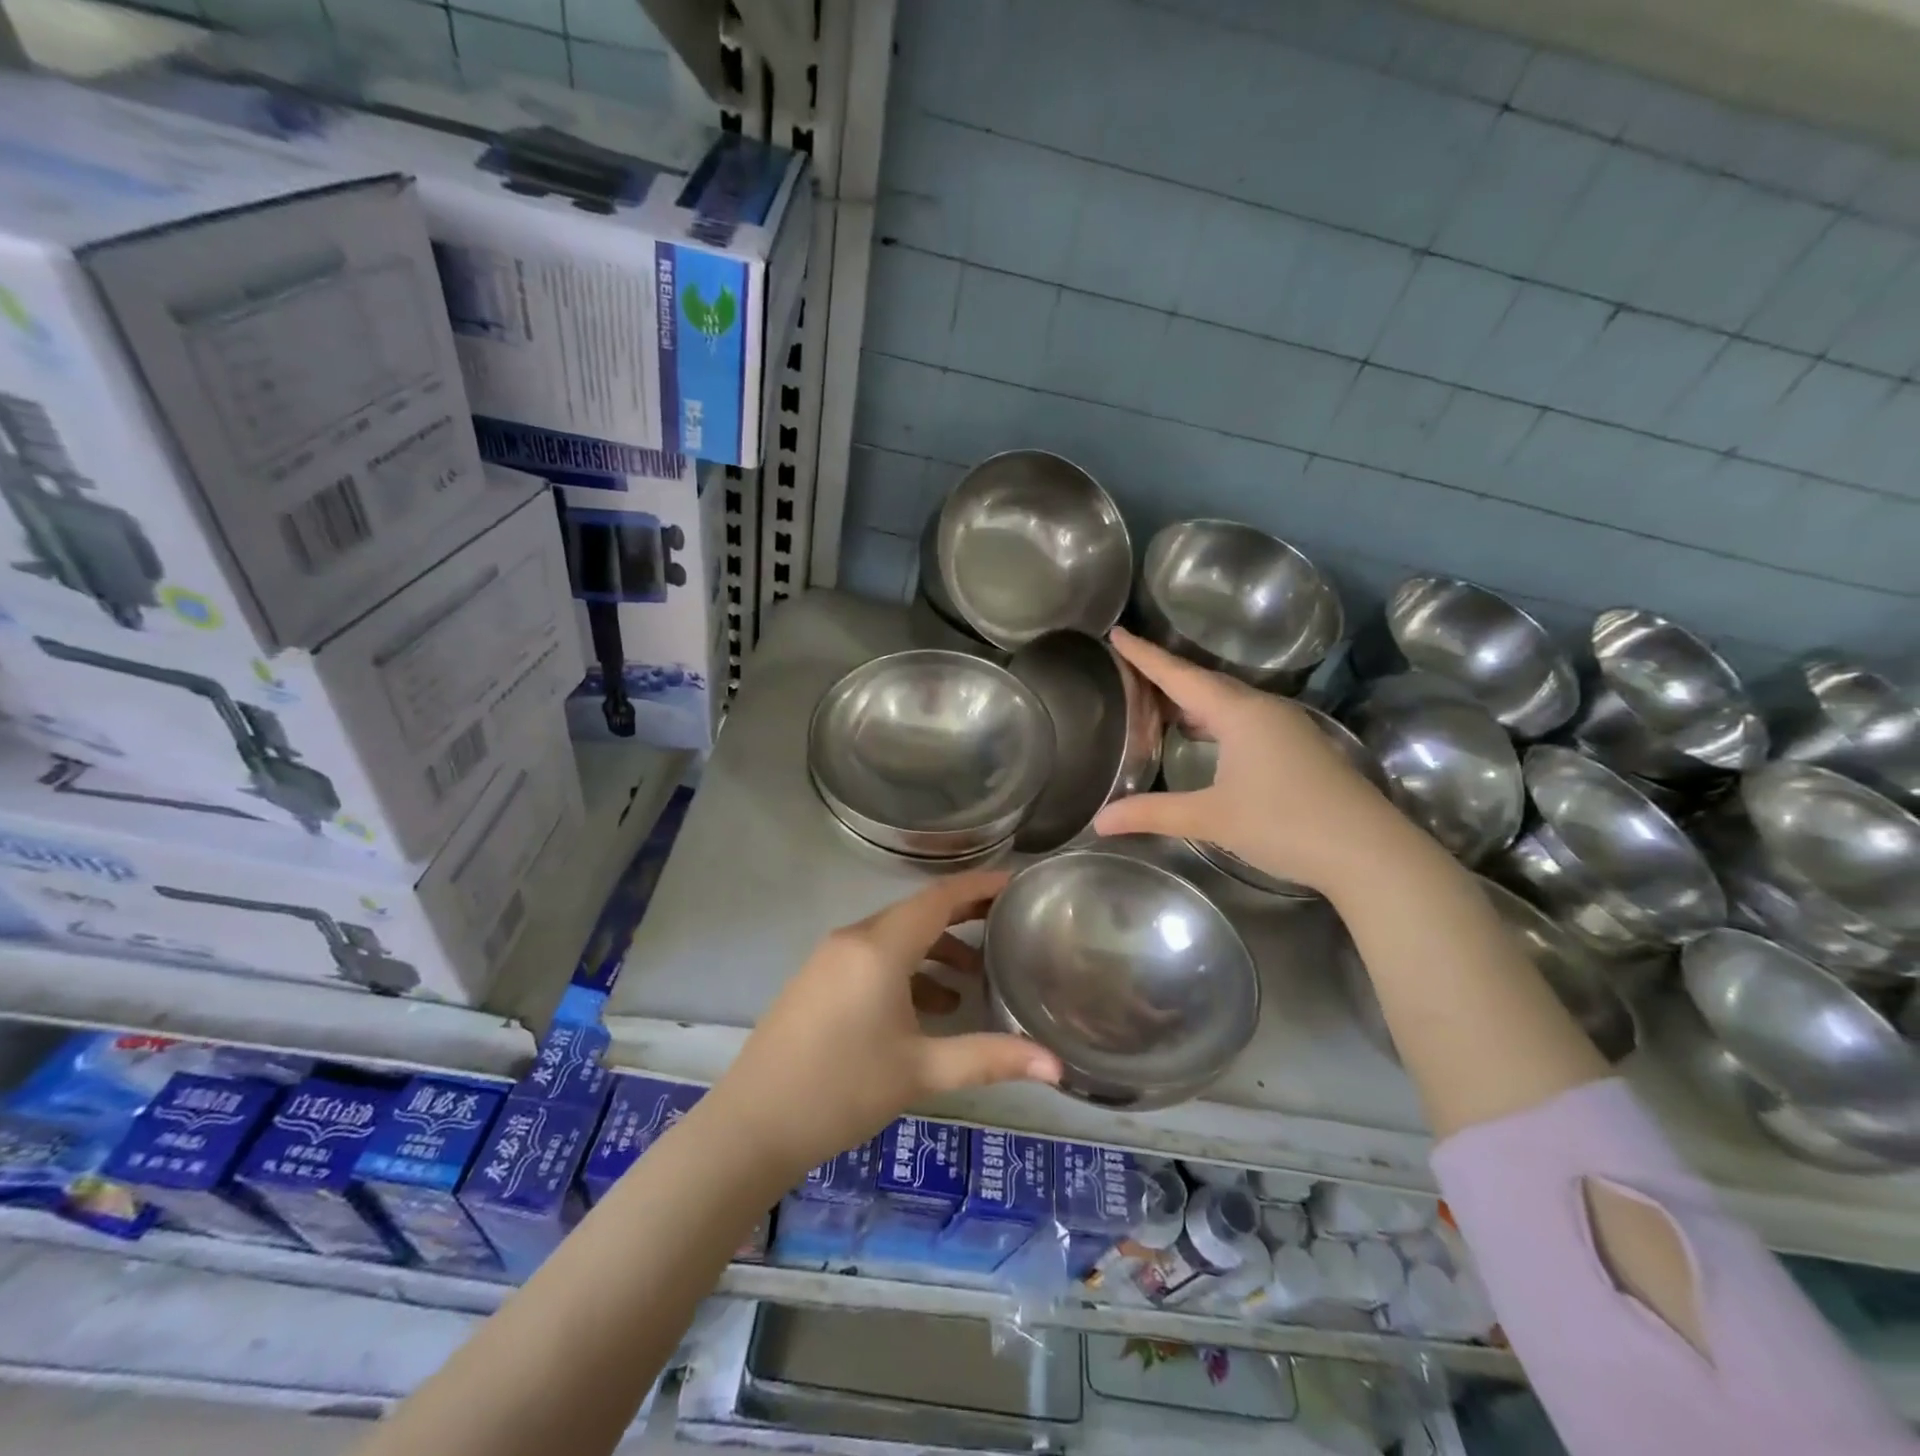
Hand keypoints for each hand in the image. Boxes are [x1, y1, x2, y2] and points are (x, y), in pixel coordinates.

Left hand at [712, 871, 1061, 1179]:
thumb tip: (1057, 1066)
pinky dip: (907, 968)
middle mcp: (854, 938)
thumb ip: (990, 1059)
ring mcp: (830, 957)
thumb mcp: (921, 1071)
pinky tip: (928, 1006)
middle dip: (963, 916)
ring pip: (895, 936)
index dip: (981, 885)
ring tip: (974, 977)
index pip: (940, 897)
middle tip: (1007, 925)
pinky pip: (873, 956)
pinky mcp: (818, 978)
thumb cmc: (842, 1090)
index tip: (1017, 883)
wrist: (752, 1125)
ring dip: (935, 948)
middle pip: (918, 912)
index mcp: (880, 947)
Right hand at [1093, 628, 1415, 895]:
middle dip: (1165, 675)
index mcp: (1238, 712)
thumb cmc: (1285, 823)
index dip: (1145, 655)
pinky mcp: (1298, 747)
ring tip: (1157, 704)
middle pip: (1204, 682)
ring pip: (1227, 701)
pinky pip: (1243, 718)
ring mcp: (1286, 726)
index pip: (1180, 675)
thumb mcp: (1211, 818)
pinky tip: (1203, 736)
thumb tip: (1100, 821)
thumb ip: (1152, 814)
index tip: (1117, 632)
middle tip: (1129, 671)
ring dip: (1191, 699)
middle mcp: (1262, 709)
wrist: (1369, 851)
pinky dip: (1213, 719)